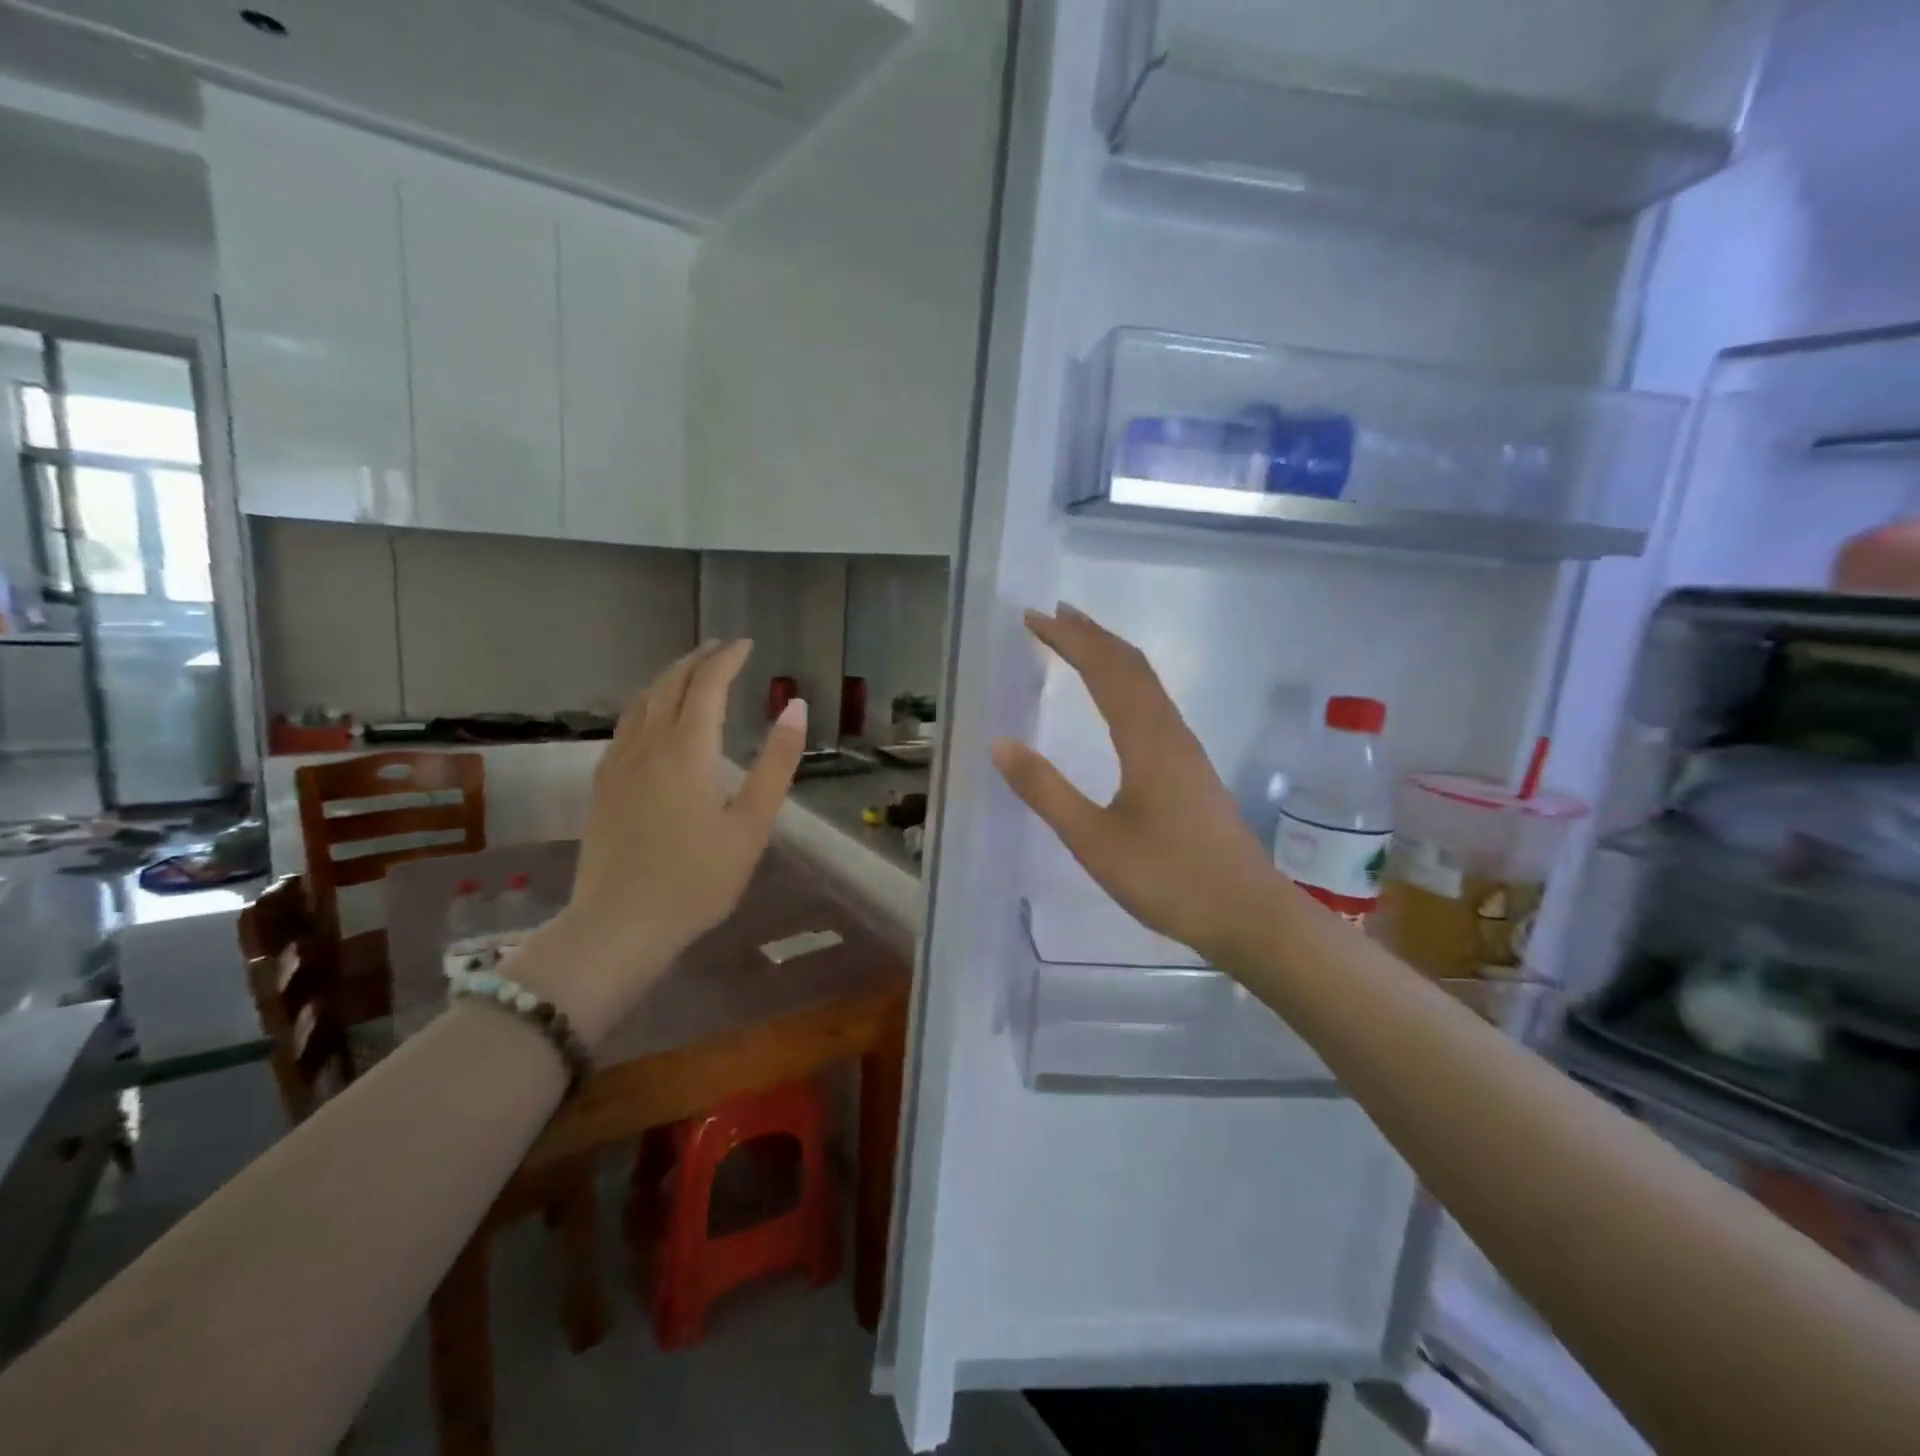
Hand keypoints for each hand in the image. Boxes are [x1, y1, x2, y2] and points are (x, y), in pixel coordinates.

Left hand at [532, 639, 805, 1040]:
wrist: (619, 926)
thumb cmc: (698, 880)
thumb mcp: (752, 825)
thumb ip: (776, 763)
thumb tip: (795, 706)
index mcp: (688, 751)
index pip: (707, 685)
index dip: (727, 659)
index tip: (747, 644)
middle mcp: (648, 745)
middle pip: (669, 684)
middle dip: (697, 659)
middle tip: (722, 648)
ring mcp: (618, 764)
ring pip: (641, 701)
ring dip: (669, 677)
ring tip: (691, 671)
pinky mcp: (602, 785)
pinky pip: (625, 725)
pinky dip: (646, 703)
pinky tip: (652, 716)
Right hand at [991, 606, 1290, 966]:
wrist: (1248, 914)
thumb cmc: (1168, 878)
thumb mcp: (1093, 840)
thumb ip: (1045, 790)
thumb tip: (999, 742)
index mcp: (1146, 739)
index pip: (1104, 669)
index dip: (1068, 639)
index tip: (1033, 618)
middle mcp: (1169, 731)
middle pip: (1130, 665)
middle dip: (1090, 634)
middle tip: (1051, 615)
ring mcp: (1185, 749)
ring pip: (1146, 683)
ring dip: (1110, 655)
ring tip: (1078, 642)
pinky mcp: (1190, 768)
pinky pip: (1153, 704)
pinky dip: (1125, 682)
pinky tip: (1116, 700)